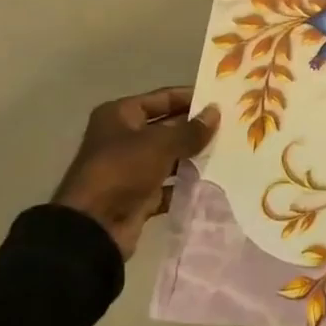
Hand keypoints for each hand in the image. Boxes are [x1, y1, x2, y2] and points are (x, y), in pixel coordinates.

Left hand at [52, 87, 219, 258]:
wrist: (93, 227)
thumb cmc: (123, 170)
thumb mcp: (161, 144)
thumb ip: (191, 130)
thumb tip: (216, 111)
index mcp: (120, 115)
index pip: (163, 98)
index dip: (191, 98)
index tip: (221, 100)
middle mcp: (123, 138)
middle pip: (167, 127)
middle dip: (196, 129)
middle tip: (231, 126)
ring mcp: (130, 169)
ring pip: (170, 157)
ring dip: (194, 156)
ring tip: (228, 152)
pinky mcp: (138, 196)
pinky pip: (169, 185)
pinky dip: (186, 184)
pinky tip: (213, 181)